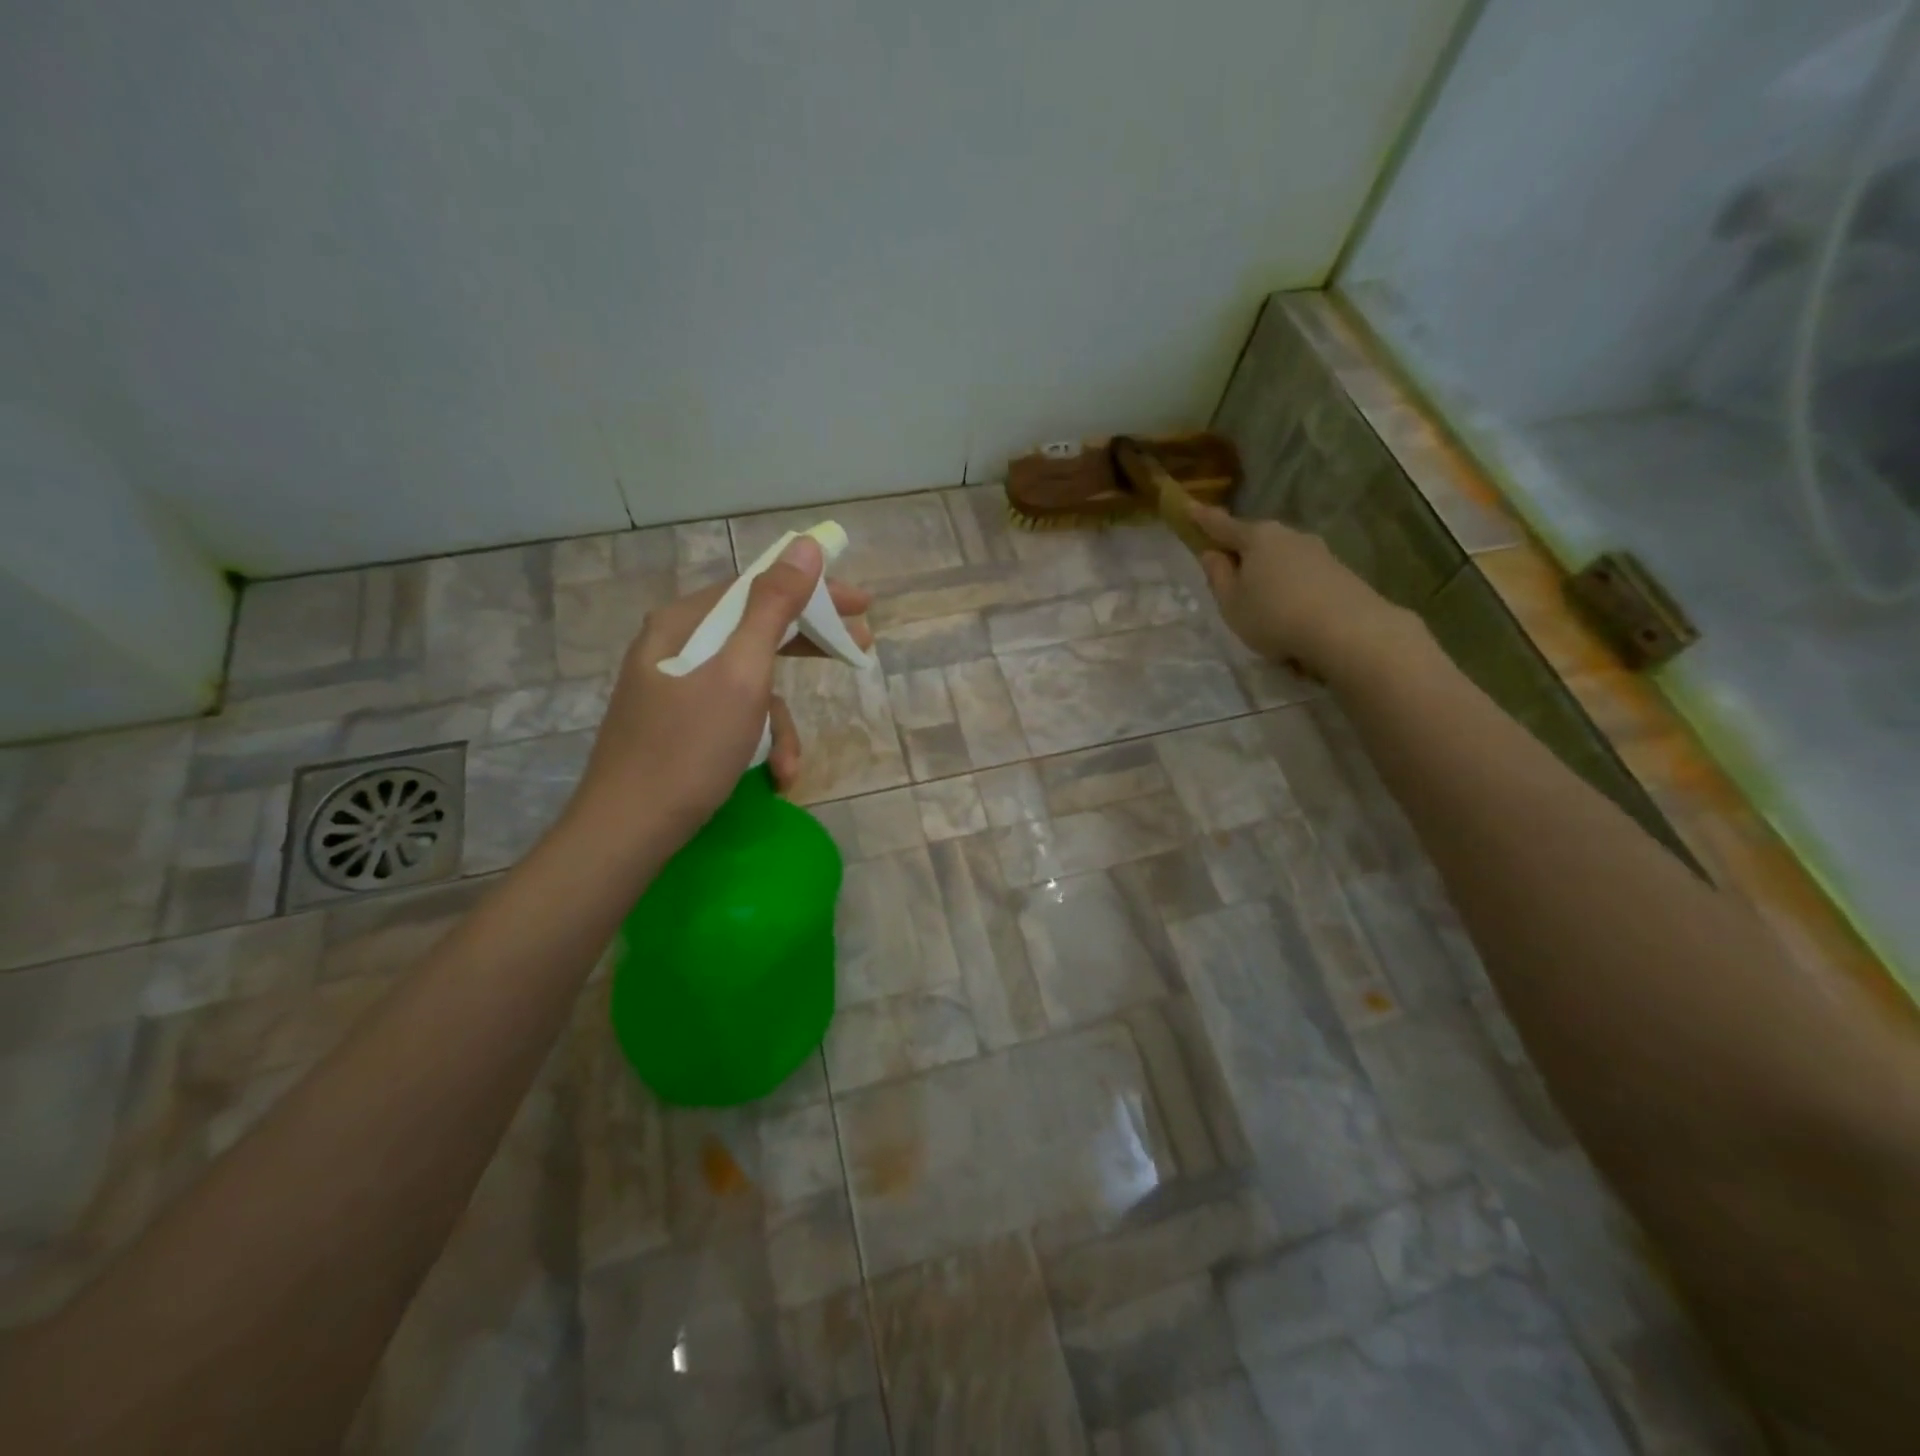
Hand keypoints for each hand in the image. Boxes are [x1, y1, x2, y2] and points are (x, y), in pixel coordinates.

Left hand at [573, 536, 873, 834]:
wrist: (627, 832)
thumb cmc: (688, 750)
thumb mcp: (741, 675)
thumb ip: (773, 608)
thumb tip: (805, 547)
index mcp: (684, 623)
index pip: (759, 586)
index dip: (814, 590)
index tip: (862, 605)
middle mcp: (677, 646)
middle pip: (757, 631)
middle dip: (809, 650)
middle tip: (858, 652)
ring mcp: (676, 688)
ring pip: (750, 684)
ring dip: (781, 724)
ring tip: (790, 765)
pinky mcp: (680, 725)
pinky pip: (733, 716)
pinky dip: (758, 742)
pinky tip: (772, 776)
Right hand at [1189, 503, 1414, 679]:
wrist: (1347, 630)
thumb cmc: (1274, 615)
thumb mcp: (1232, 603)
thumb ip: (1218, 576)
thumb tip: (1212, 553)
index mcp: (1257, 538)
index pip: (1222, 525)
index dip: (1203, 519)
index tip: (1188, 507)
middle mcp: (1288, 535)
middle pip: (1256, 540)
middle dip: (1240, 552)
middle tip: (1226, 575)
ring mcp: (1317, 551)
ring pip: (1280, 558)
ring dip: (1267, 573)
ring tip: (1260, 604)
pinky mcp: (1337, 571)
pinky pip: (1301, 575)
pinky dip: (1289, 587)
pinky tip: (1288, 612)